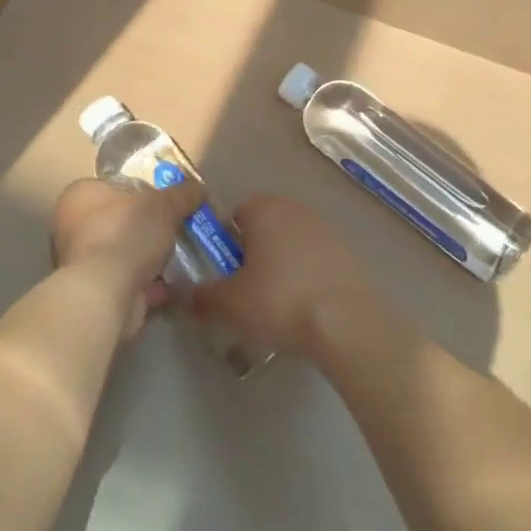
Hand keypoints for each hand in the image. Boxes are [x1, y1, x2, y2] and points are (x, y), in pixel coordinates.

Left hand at [50, 177, 199, 337]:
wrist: (106, 294)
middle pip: (118, 219)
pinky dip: (148, 283)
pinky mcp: (93, 292)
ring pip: (123, 252)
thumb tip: (199, 188)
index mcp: (80, 194)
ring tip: (179, 255)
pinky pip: (127, 281)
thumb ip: (183, 193)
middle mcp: (71, 226)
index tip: (164, 200)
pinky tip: (173, 284)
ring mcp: (80, 262)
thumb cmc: (126, 233)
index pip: (111, 185)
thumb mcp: (164, 204)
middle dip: (146, 226)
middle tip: (175, 227)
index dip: (140, 191)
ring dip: (148, 257)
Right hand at [187, 194, 380, 358]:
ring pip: (290, 244)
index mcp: (263, 208)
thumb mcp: (229, 305)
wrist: (348, 322)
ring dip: (281, 266)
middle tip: (245, 292)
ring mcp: (326, 229)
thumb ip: (201, 298)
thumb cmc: (280, 301)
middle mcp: (295, 208)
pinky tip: (305, 309)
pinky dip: (307, 278)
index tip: (223, 274)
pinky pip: (316, 261)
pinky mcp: (348, 253)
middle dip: (252, 255)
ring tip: (277, 306)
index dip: (224, 243)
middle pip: (263, 227)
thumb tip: (182, 295)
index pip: (234, 213)